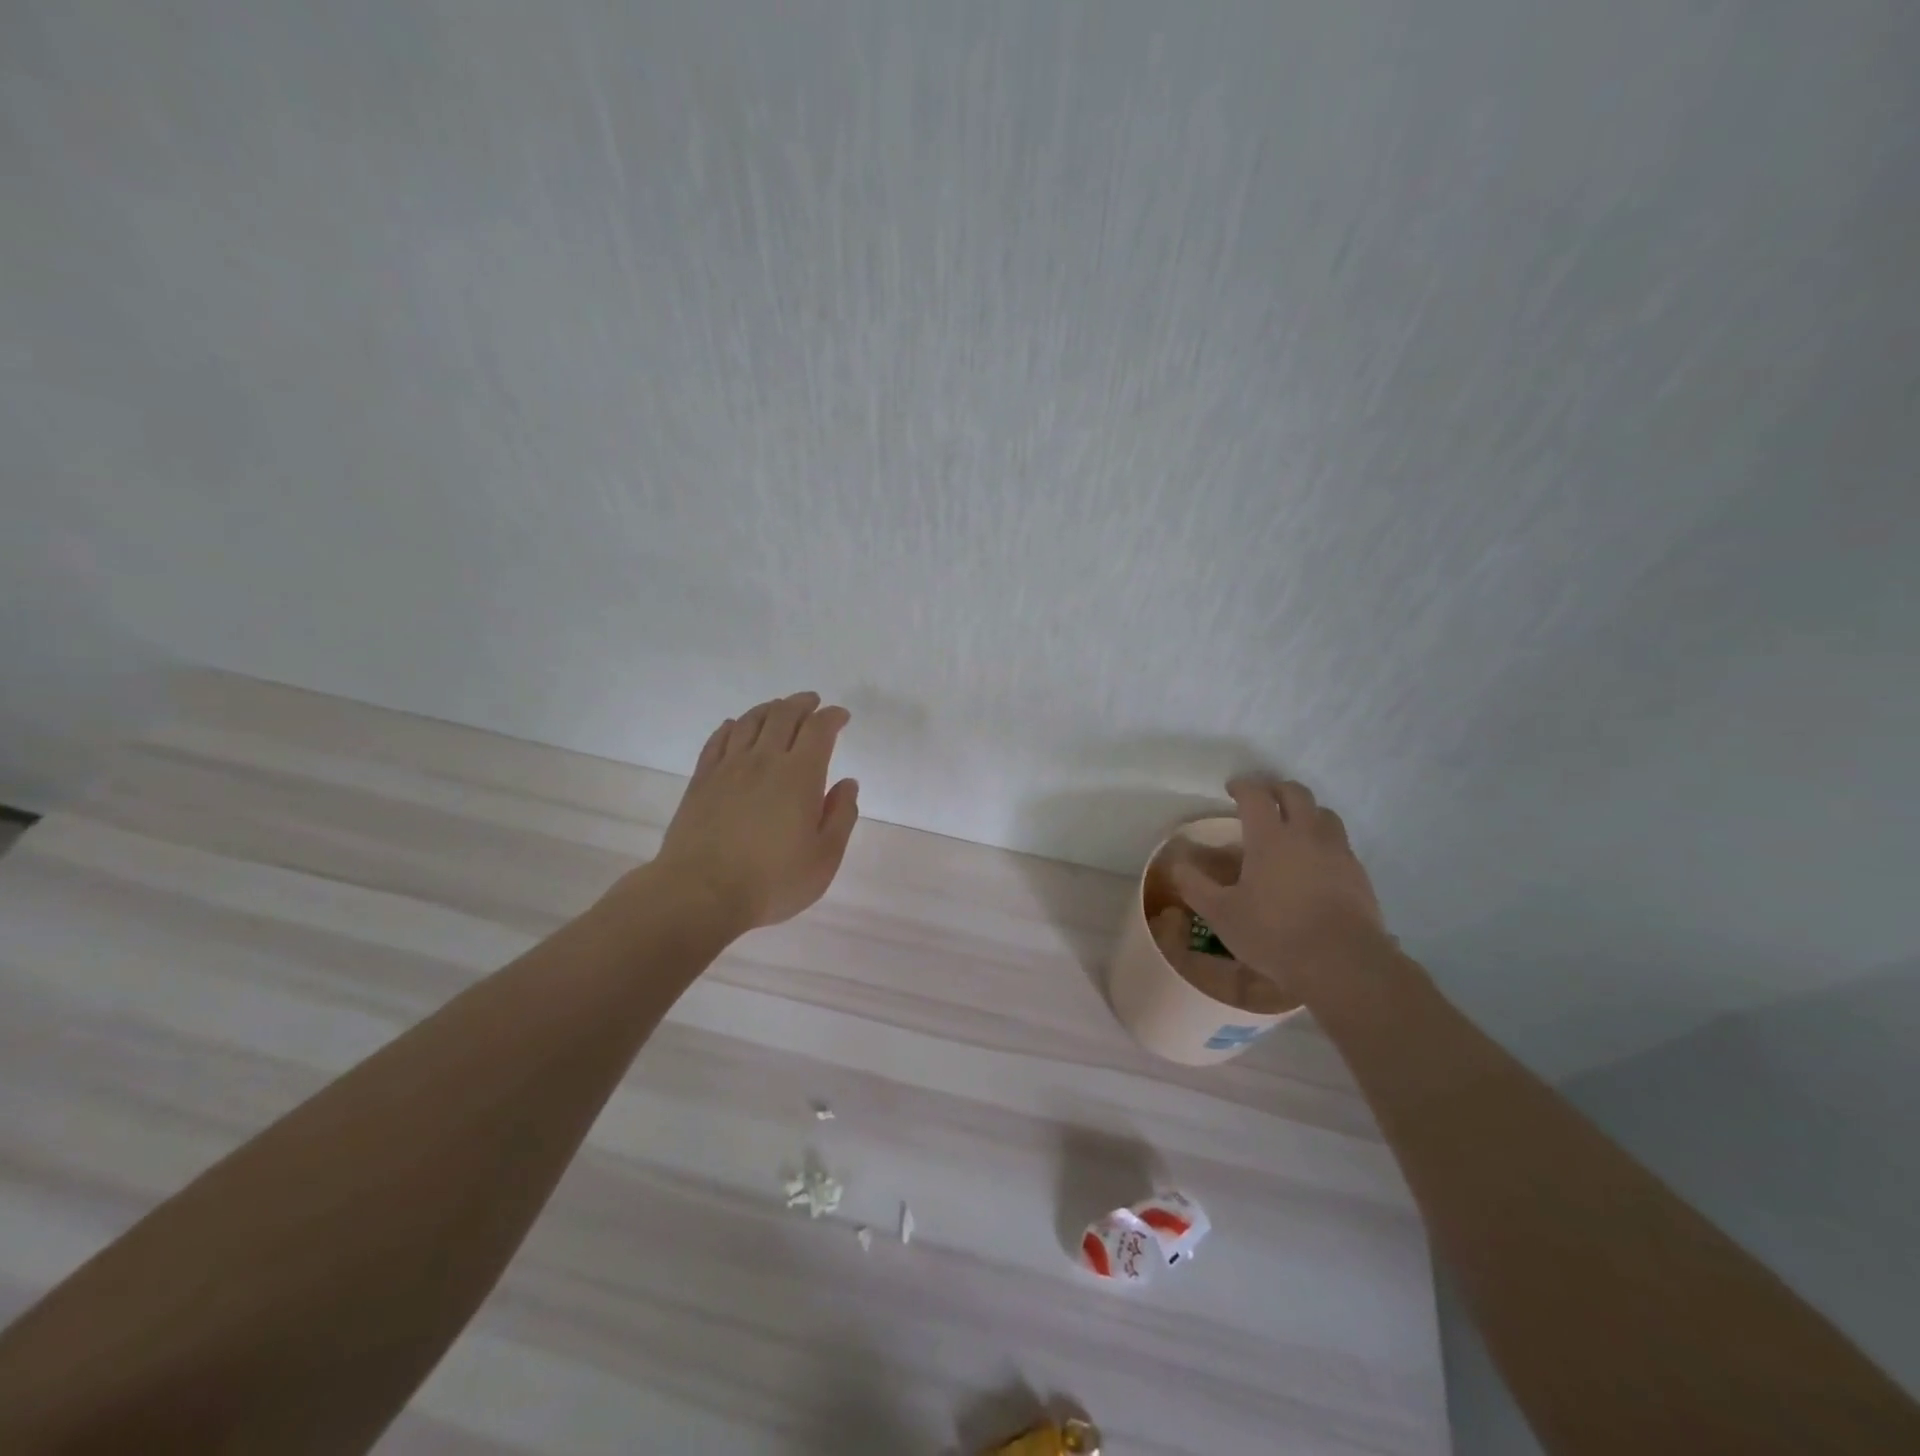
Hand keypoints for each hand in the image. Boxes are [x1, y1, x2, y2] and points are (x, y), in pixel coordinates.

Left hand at [652, 692, 859, 932]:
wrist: (701, 893)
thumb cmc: (772, 881)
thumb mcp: (824, 858)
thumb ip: (841, 817)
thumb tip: (847, 784)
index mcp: (800, 775)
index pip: (819, 730)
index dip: (832, 717)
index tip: (841, 716)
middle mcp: (764, 760)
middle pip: (783, 716)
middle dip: (802, 704)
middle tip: (813, 702)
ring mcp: (728, 768)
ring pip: (750, 722)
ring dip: (769, 709)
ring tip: (779, 708)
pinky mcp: (701, 780)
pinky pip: (718, 740)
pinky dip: (732, 726)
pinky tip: (735, 726)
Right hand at [1171, 776, 1387, 988]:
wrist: (1343, 963)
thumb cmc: (1275, 934)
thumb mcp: (1222, 914)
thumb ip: (1195, 885)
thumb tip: (1177, 863)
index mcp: (1270, 837)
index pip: (1256, 795)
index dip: (1243, 786)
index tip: (1232, 788)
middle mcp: (1306, 834)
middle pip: (1296, 793)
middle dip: (1276, 789)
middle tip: (1262, 798)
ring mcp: (1337, 852)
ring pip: (1323, 814)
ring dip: (1305, 811)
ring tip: (1292, 825)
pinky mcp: (1358, 873)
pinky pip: (1339, 842)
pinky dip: (1323, 839)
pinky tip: (1314, 861)